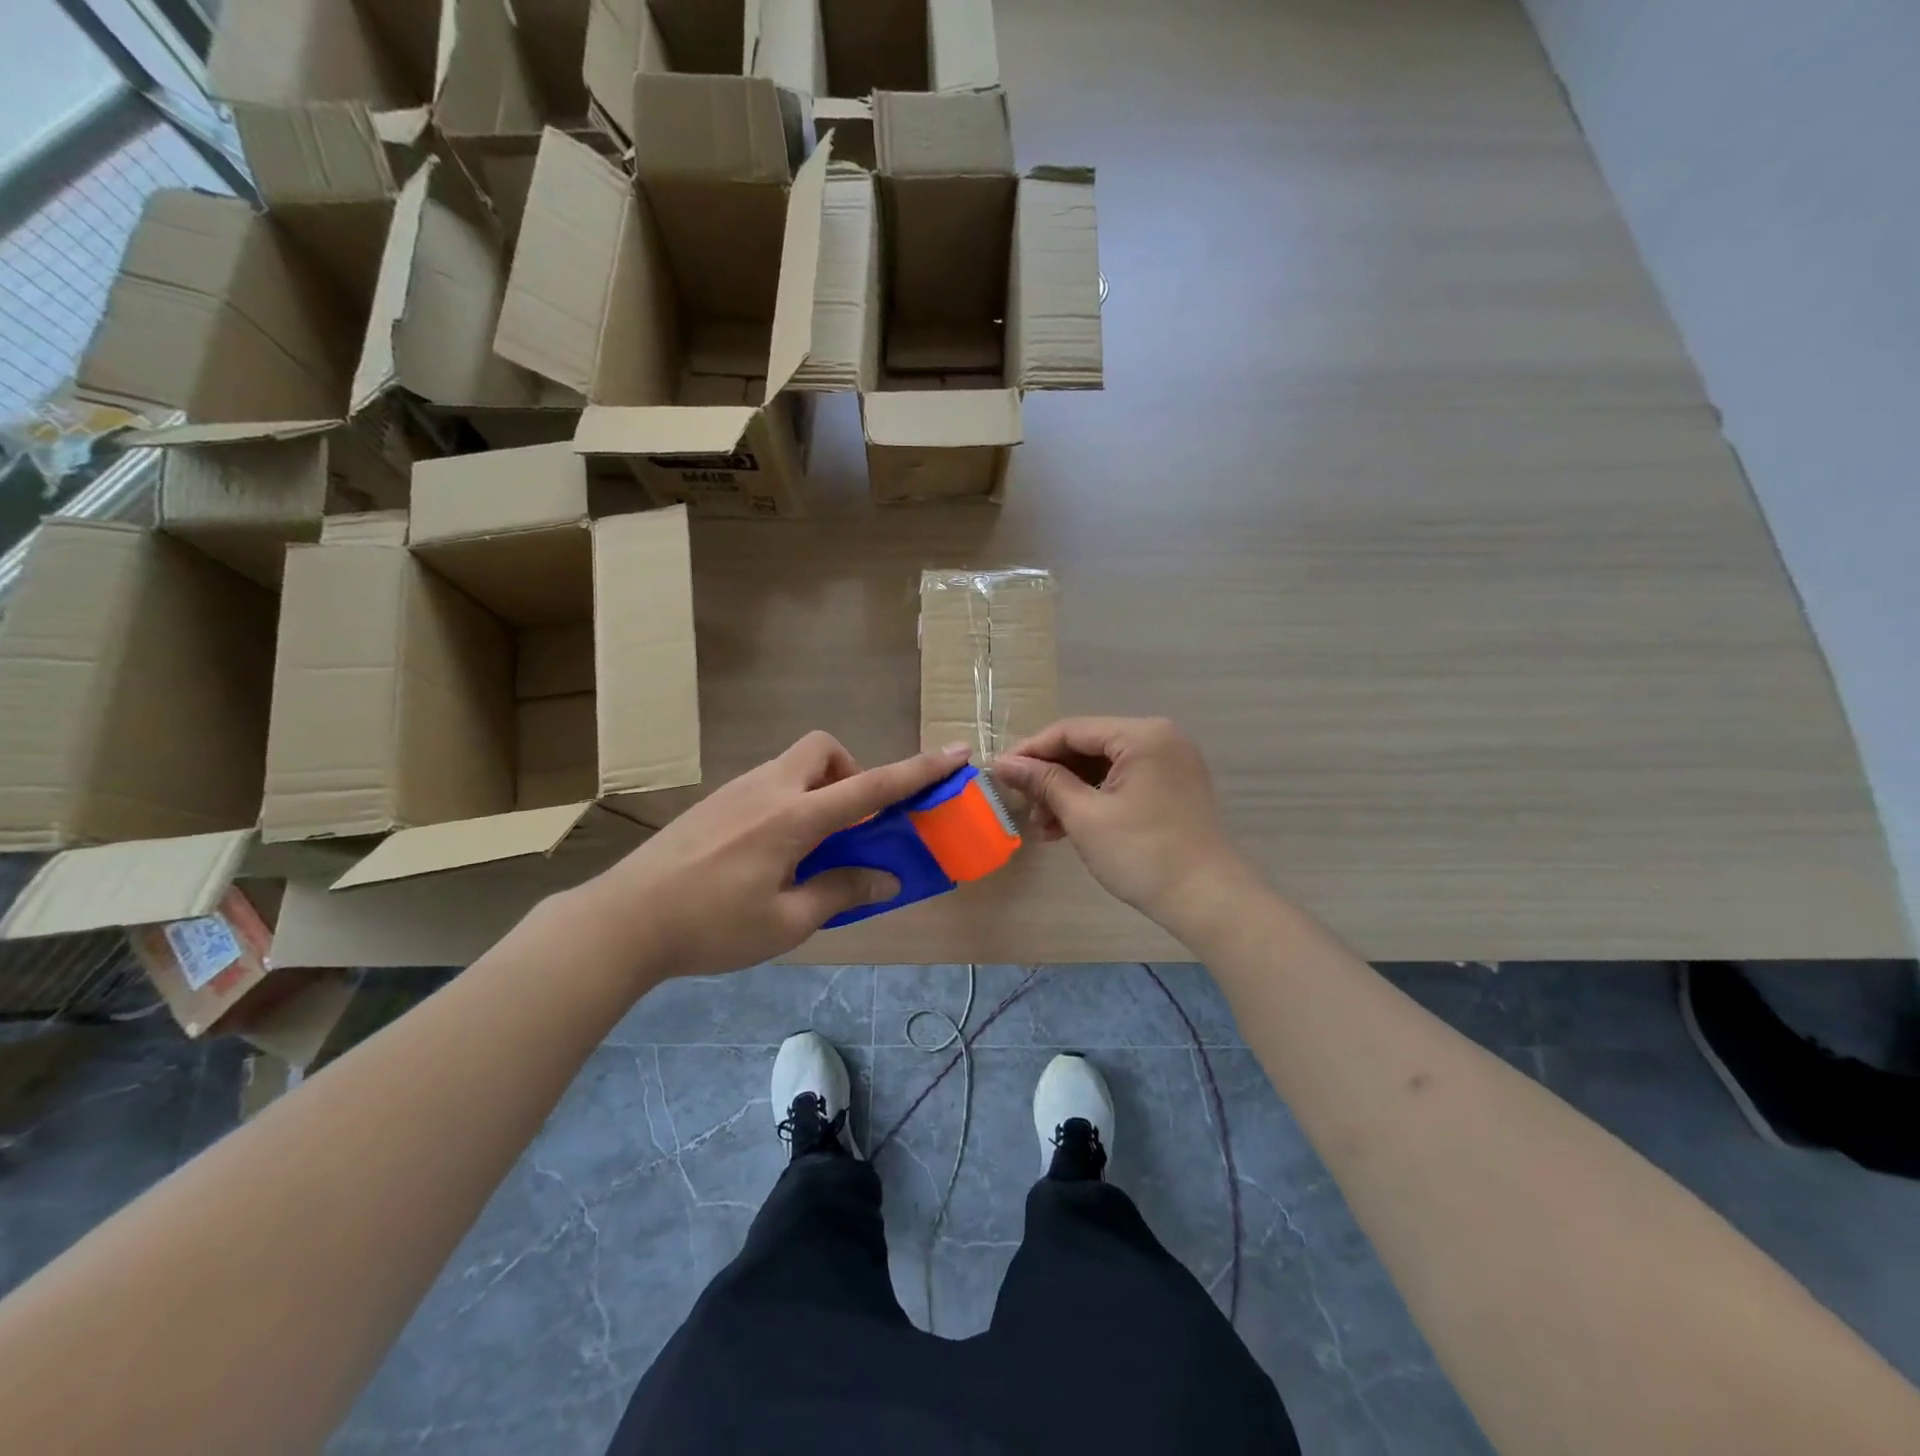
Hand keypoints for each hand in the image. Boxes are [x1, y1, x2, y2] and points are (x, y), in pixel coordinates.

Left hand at [570, 733, 969, 979]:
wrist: (623, 921)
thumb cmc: (710, 927)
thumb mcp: (786, 922)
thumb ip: (840, 891)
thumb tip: (885, 878)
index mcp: (793, 818)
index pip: (870, 787)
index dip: (918, 770)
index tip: (955, 752)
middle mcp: (768, 790)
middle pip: (824, 750)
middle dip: (850, 774)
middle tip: (847, 825)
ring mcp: (737, 791)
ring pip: (794, 767)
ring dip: (820, 793)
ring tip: (809, 851)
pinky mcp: (716, 803)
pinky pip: (769, 786)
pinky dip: (791, 805)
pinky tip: (769, 857)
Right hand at [995, 717, 1254, 924]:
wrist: (1209, 900)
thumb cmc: (1143, 854)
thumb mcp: (1085, 816)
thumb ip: (1044, 783)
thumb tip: (1004, 763)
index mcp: (1142, 735)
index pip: (1071, 730)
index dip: (1031, 750)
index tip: (999, 773)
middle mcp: (1159, 738)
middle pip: (1088, 746)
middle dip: (1051, 776)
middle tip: (1022, 804)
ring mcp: (1170, 762)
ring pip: (1103, 766)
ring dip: (1070, 792)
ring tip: (1043, 827)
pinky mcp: (1173, 787)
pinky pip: (1123, 781)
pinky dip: (1095, 800)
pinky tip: (1069, 828)